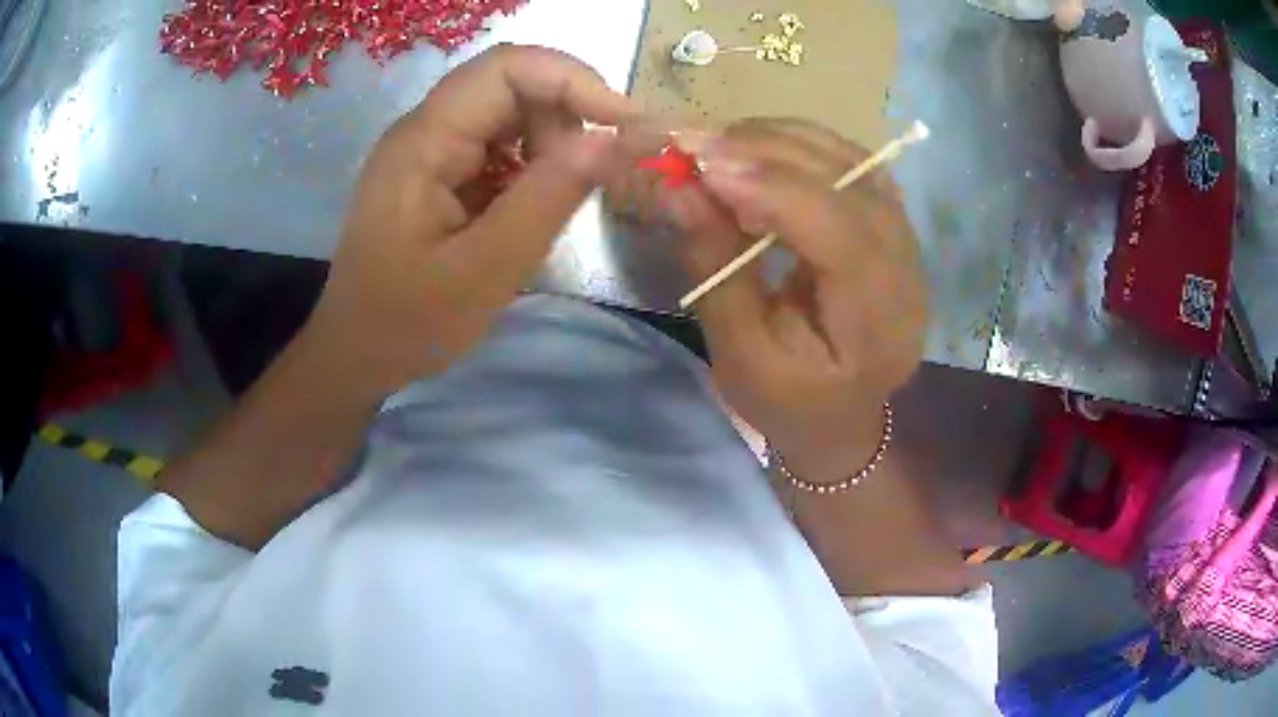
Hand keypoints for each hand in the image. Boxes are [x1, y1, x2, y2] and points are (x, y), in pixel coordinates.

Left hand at [303, 45, 638, 395]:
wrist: (356, 354)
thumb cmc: (407, 323)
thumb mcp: (485, 270)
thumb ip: (548, 199)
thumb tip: (613, 139)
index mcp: (423, 142)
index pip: (506, 69)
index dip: (573, 80)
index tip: (626, 124)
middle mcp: (424, 129)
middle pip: (511, 85)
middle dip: (564, 119)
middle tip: (587, 179)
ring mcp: (429, 148)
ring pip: (509, 113)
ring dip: (550, 145)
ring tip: (554, 202)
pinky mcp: (437, 170)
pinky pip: (497, 145)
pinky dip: (530, 166)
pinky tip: (528, 208)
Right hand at [665, 119, 925, 482]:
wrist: (840, 415)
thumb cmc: (788, 401)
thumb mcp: (740, 354)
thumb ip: (717, 271)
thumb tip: (684, 191)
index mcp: (878, 326)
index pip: (844, 238)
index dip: (777, 192)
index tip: (704, 168)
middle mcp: (908, 272)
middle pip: (853, 185)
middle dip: (770, 154)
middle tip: (695, 144)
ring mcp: (907, 239)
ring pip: (854, 160)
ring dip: (781, 141)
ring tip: (717, 144)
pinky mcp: (891, 221)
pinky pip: (852, 160)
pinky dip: (799, 144)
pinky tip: (756, 149)